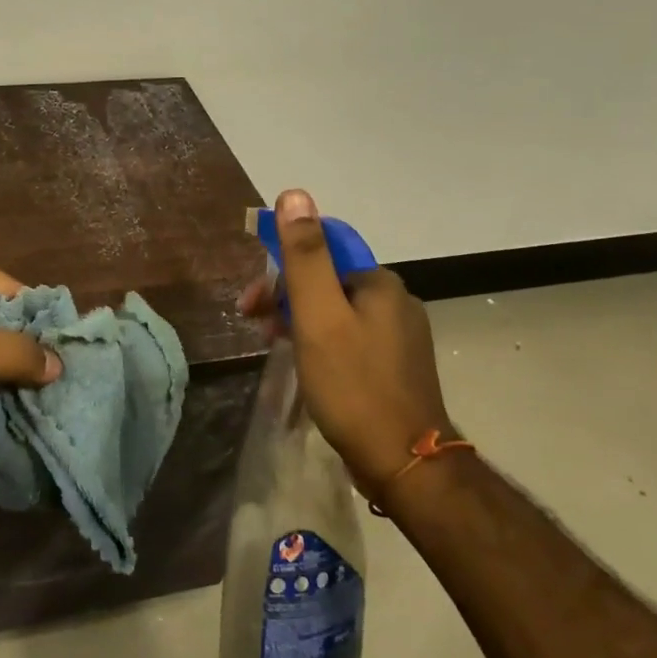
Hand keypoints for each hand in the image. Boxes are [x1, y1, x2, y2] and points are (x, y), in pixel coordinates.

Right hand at [238, 189, 456, 496]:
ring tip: (273, 347)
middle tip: (254, 324)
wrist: (404, 463)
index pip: (323, 251)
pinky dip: (318, 341)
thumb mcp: (317, 315)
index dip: (281, 265)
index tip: (252, 298)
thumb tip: (295, 194)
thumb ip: (305, 255)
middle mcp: (395, 302)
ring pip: (335, 311)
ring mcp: (399, 336)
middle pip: (327, 281)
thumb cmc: (353, 385)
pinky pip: (348, 337)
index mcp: (379, 284)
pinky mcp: (395, 366)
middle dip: (285, 296)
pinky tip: (305, 364)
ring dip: (298, 320)